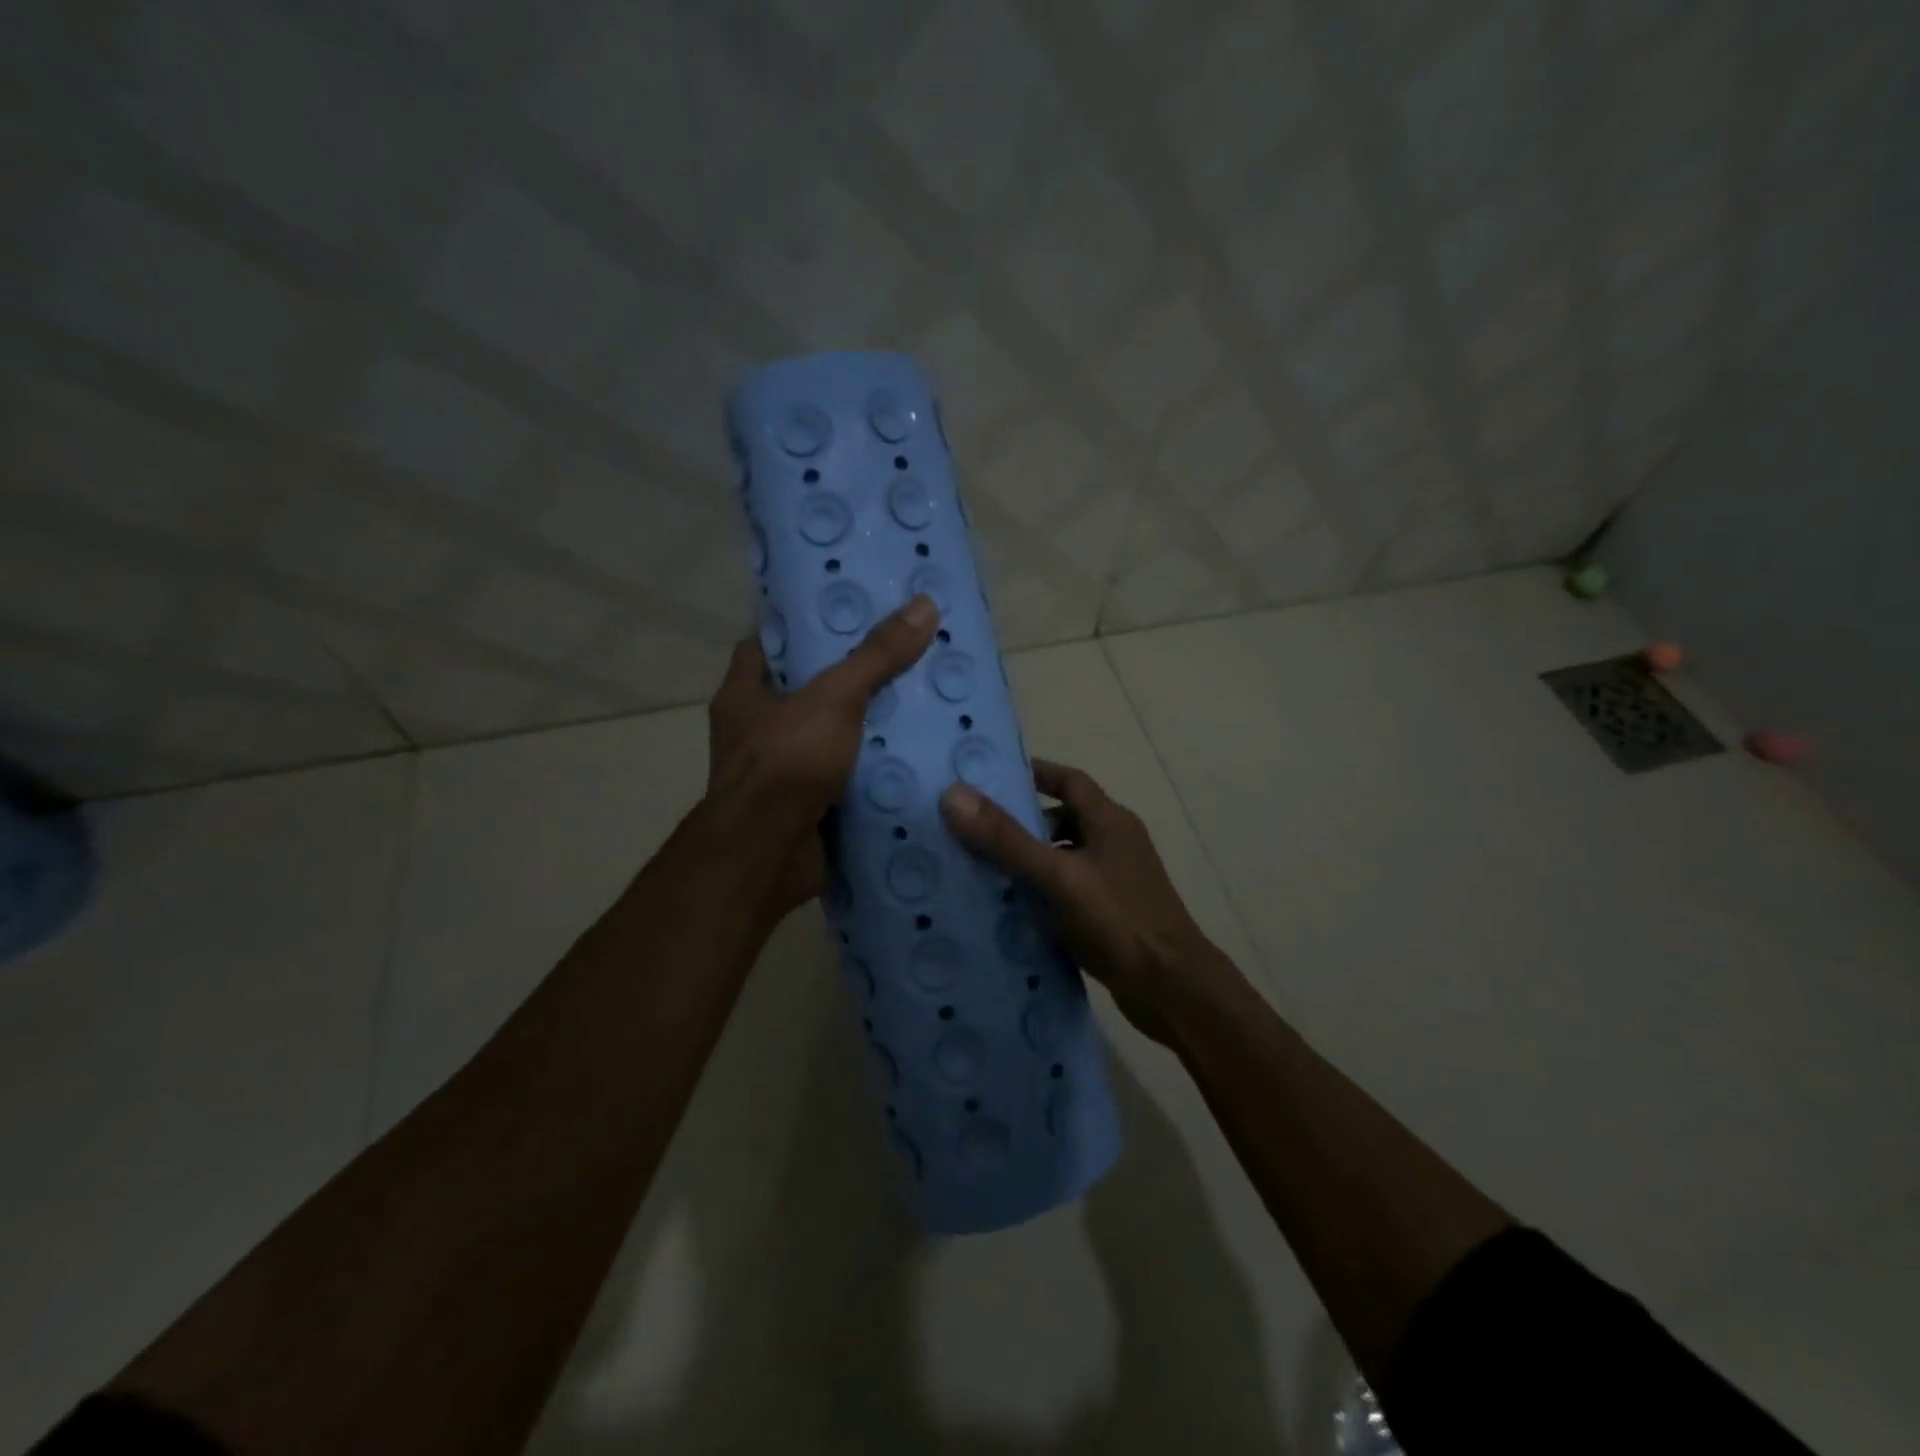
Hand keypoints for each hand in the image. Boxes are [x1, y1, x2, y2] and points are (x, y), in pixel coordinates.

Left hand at [706, 595, 938, 918]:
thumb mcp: (834, 698)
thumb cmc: (786, 761)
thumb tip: (924, 604)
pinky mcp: (808, 808)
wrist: (768, 855)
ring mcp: (782, 774)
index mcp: (743, 696)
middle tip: (901, 657)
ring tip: (921, 703)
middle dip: (850, 680)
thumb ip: (876, 656)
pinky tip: (915, 758)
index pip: (766, 646)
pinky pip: (846, 780)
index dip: (802, 629)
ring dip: (867, 730)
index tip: (847, 615)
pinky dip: (873, 772)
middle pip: (807, 694)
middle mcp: (756, 733)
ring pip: (830, 739)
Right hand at [940, 760, 1238, 1044]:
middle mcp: (1115, 843)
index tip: (990, 779)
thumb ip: (1008, 838)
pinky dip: (1041, 892)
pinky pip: (1067, 890)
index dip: (1033, 774)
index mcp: (1110, 821)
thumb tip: (954, 794)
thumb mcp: (1059, 876)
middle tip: (974, 829)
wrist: (1173, 990)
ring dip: (1029, 860)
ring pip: (1063, 857)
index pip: (1069, 779)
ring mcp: (1115, 881)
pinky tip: (1010, 909)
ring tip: (982, 869)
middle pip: (1063, 818)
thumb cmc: (1119, 921)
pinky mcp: (1110, 914)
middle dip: (1022, 822)